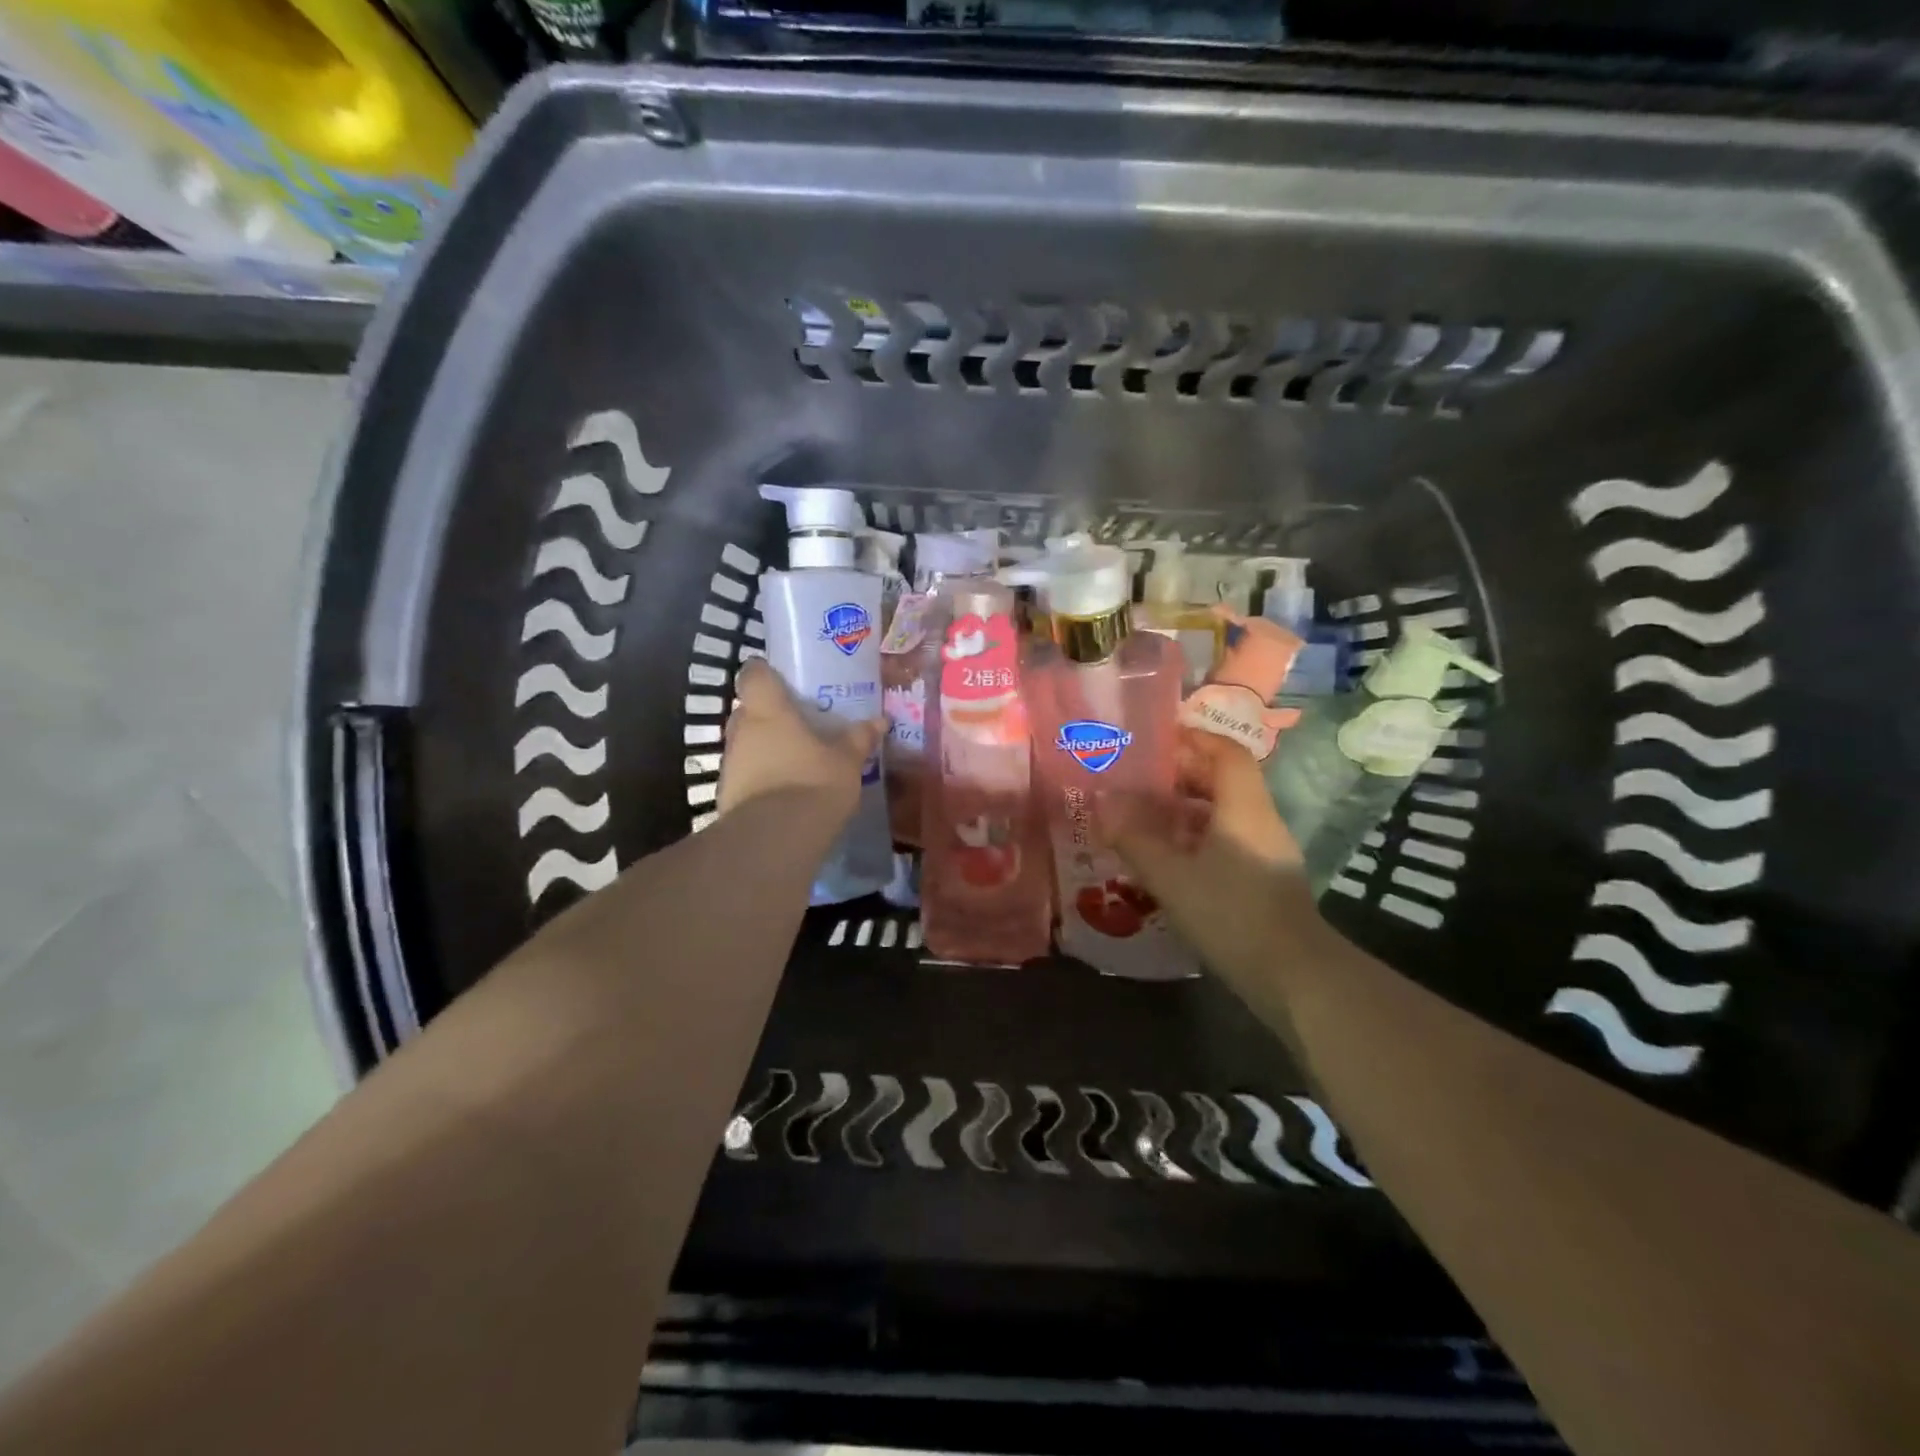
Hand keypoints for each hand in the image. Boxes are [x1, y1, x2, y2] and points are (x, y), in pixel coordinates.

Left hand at [718, 658, 883, 820]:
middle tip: (797, 723)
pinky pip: (744, 775)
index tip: (781, 679)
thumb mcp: (847, 761)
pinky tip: (784, 791)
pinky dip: (760, 778)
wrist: (775, 839)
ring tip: (794, 760)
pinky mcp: (726, 795)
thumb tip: (880, 721)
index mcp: (768, 710)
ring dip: (764, 748)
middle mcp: (741, 731)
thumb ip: (859, 739)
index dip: (764, 672)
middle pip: (748, 710)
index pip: (753, 674)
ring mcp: (729, 764)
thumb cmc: (813, 783)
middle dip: (768, 715)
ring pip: (745, 744)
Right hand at [1098, 736, 1313, 987]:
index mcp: (1243, 807)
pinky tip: (1168, 857)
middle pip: (1224, 779)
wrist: (1293, 976)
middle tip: (1138, 779)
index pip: (1226, 752)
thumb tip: (1101, 805)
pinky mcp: (1264, 878)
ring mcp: (1266, 850)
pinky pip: (1227, 839)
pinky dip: (1196, 836)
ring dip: (1186, 808)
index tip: (1156, 740)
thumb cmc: (1232, 914)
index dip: (1194, 738)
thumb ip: (1133, 839)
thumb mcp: (1171, 876)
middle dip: (1182, 774)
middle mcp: (1259, 820)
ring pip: (1224, 812)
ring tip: (1144, 816)